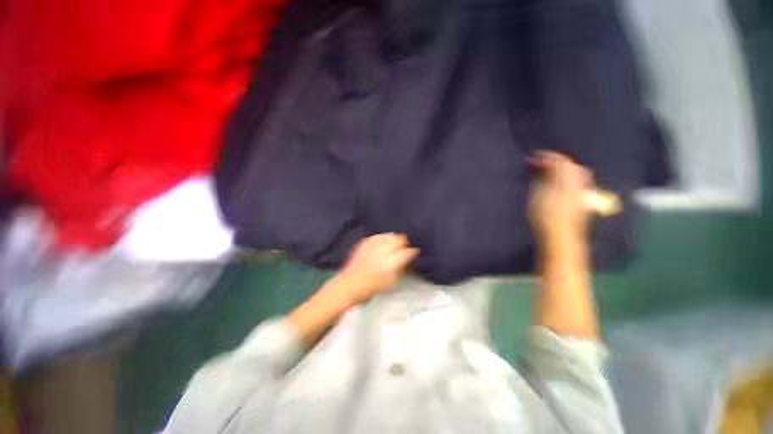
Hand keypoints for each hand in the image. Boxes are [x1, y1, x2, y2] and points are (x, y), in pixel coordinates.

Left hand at [332, 233, 418, 304]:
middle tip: (402, 250)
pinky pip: (380, 235)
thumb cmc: (374, 286)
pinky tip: (383, 244)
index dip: (413, 252)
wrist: (352, 283)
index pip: (409, 251)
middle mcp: (385, 248)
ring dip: (394, 240)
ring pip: (391, 235)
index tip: (413, 254)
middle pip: (401, 239)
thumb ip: (403, 267)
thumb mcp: (394, 281)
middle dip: (404, 244)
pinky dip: (383, 239)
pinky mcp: (367, 240)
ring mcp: (375, 243)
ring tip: (393, 246)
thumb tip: (408, 259)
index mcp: (394, 260)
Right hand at [528, 151, 594, 245]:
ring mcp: (581, 193)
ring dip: (564, 169)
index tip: (534, 157)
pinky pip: (578, 182)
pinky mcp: (581, 201)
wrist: (560, 237)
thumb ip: (543, 179)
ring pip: (577, 173)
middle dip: (557, 161)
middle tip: (542, 163)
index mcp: (566, 180)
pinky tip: (561, 183)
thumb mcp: (538, 195)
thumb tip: (545, 166)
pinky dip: (569, 178)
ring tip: (550, 172)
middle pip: (571, 166)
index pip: (560, 161)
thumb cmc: (545, 216)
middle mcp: (578, 184)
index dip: (547, 157)